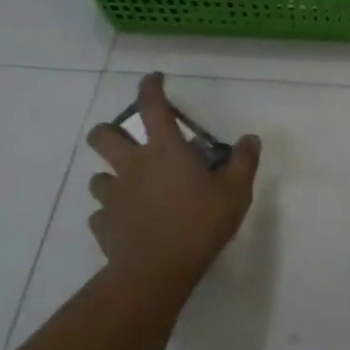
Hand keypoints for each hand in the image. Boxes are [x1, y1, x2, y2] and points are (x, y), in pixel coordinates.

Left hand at [85, 73, 259, 293]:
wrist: (156, 270)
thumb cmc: (200, 224)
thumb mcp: (235, 192)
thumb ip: (243, 162)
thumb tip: (250, 138)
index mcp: (164, 151)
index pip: (152, 107)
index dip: (150, 87)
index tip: (153, 78)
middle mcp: (132, 166)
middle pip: (103, 137)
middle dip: (108, 131)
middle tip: (124, 140)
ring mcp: (113, 197)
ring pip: (98, 177)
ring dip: (111, 178)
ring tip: (129, 189)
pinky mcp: (103, 225)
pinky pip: (101, 215)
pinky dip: (111, 215)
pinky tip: (126, 224)